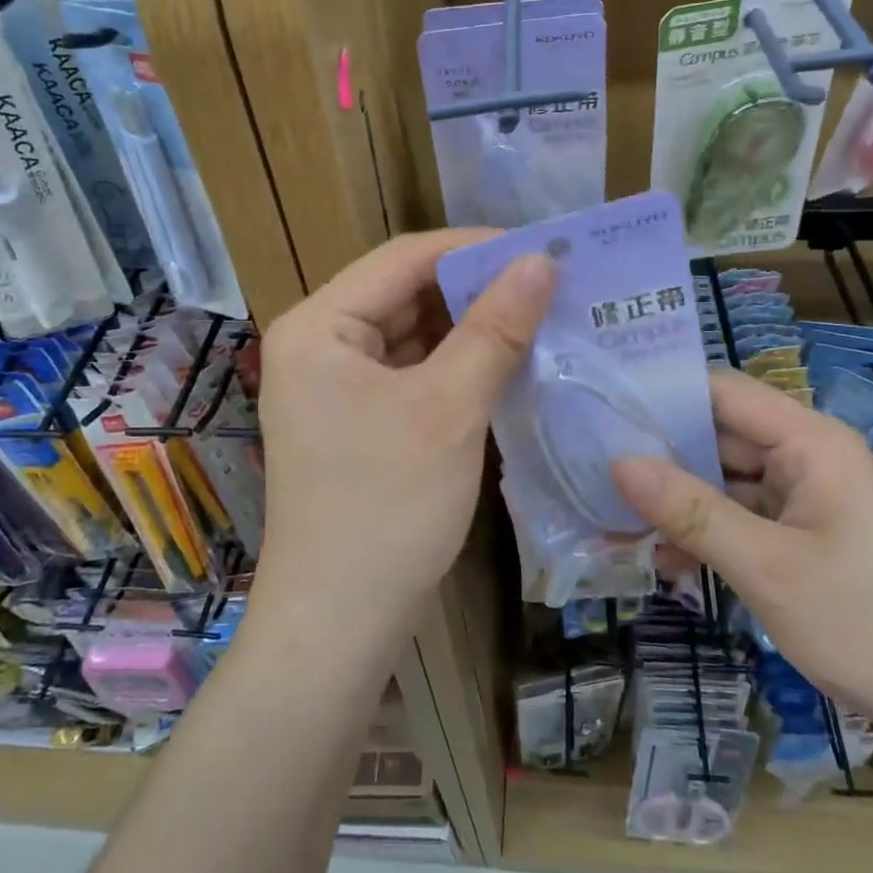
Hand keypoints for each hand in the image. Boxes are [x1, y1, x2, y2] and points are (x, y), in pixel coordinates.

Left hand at [252, 231, 554, 650]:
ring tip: (542, 315)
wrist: (340, 624)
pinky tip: (510, 362)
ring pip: (414, 334)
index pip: (404, 259)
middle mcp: (319, 344)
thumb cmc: (386, 508)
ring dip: (473, 327)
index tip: (543, 247)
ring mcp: (336, 385)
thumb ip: (494, 329)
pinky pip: (413, 372)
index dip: (475, 248)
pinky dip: (458, 365)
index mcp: (319, 326)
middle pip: (407, 293)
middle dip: (478, 289)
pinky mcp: (358, 419)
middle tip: (552, 284)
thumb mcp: (448, 409)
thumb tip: (540, 261)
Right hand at [612, 370, 872, 744]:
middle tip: (591, 468)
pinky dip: (706, 534)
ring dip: (678, 502)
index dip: (664, 393)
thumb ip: (691, 511)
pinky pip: (744, 519)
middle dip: (660, 455)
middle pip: (720, 436)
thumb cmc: (867, 623)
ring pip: (726, 482)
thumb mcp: (766, 567)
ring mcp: (809, 498)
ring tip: (613, 518)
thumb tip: (619, 462)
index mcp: (809, 441)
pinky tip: (663, 560)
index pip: (722, 391)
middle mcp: (808, 457)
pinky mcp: (807, 536)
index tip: (603, 406)